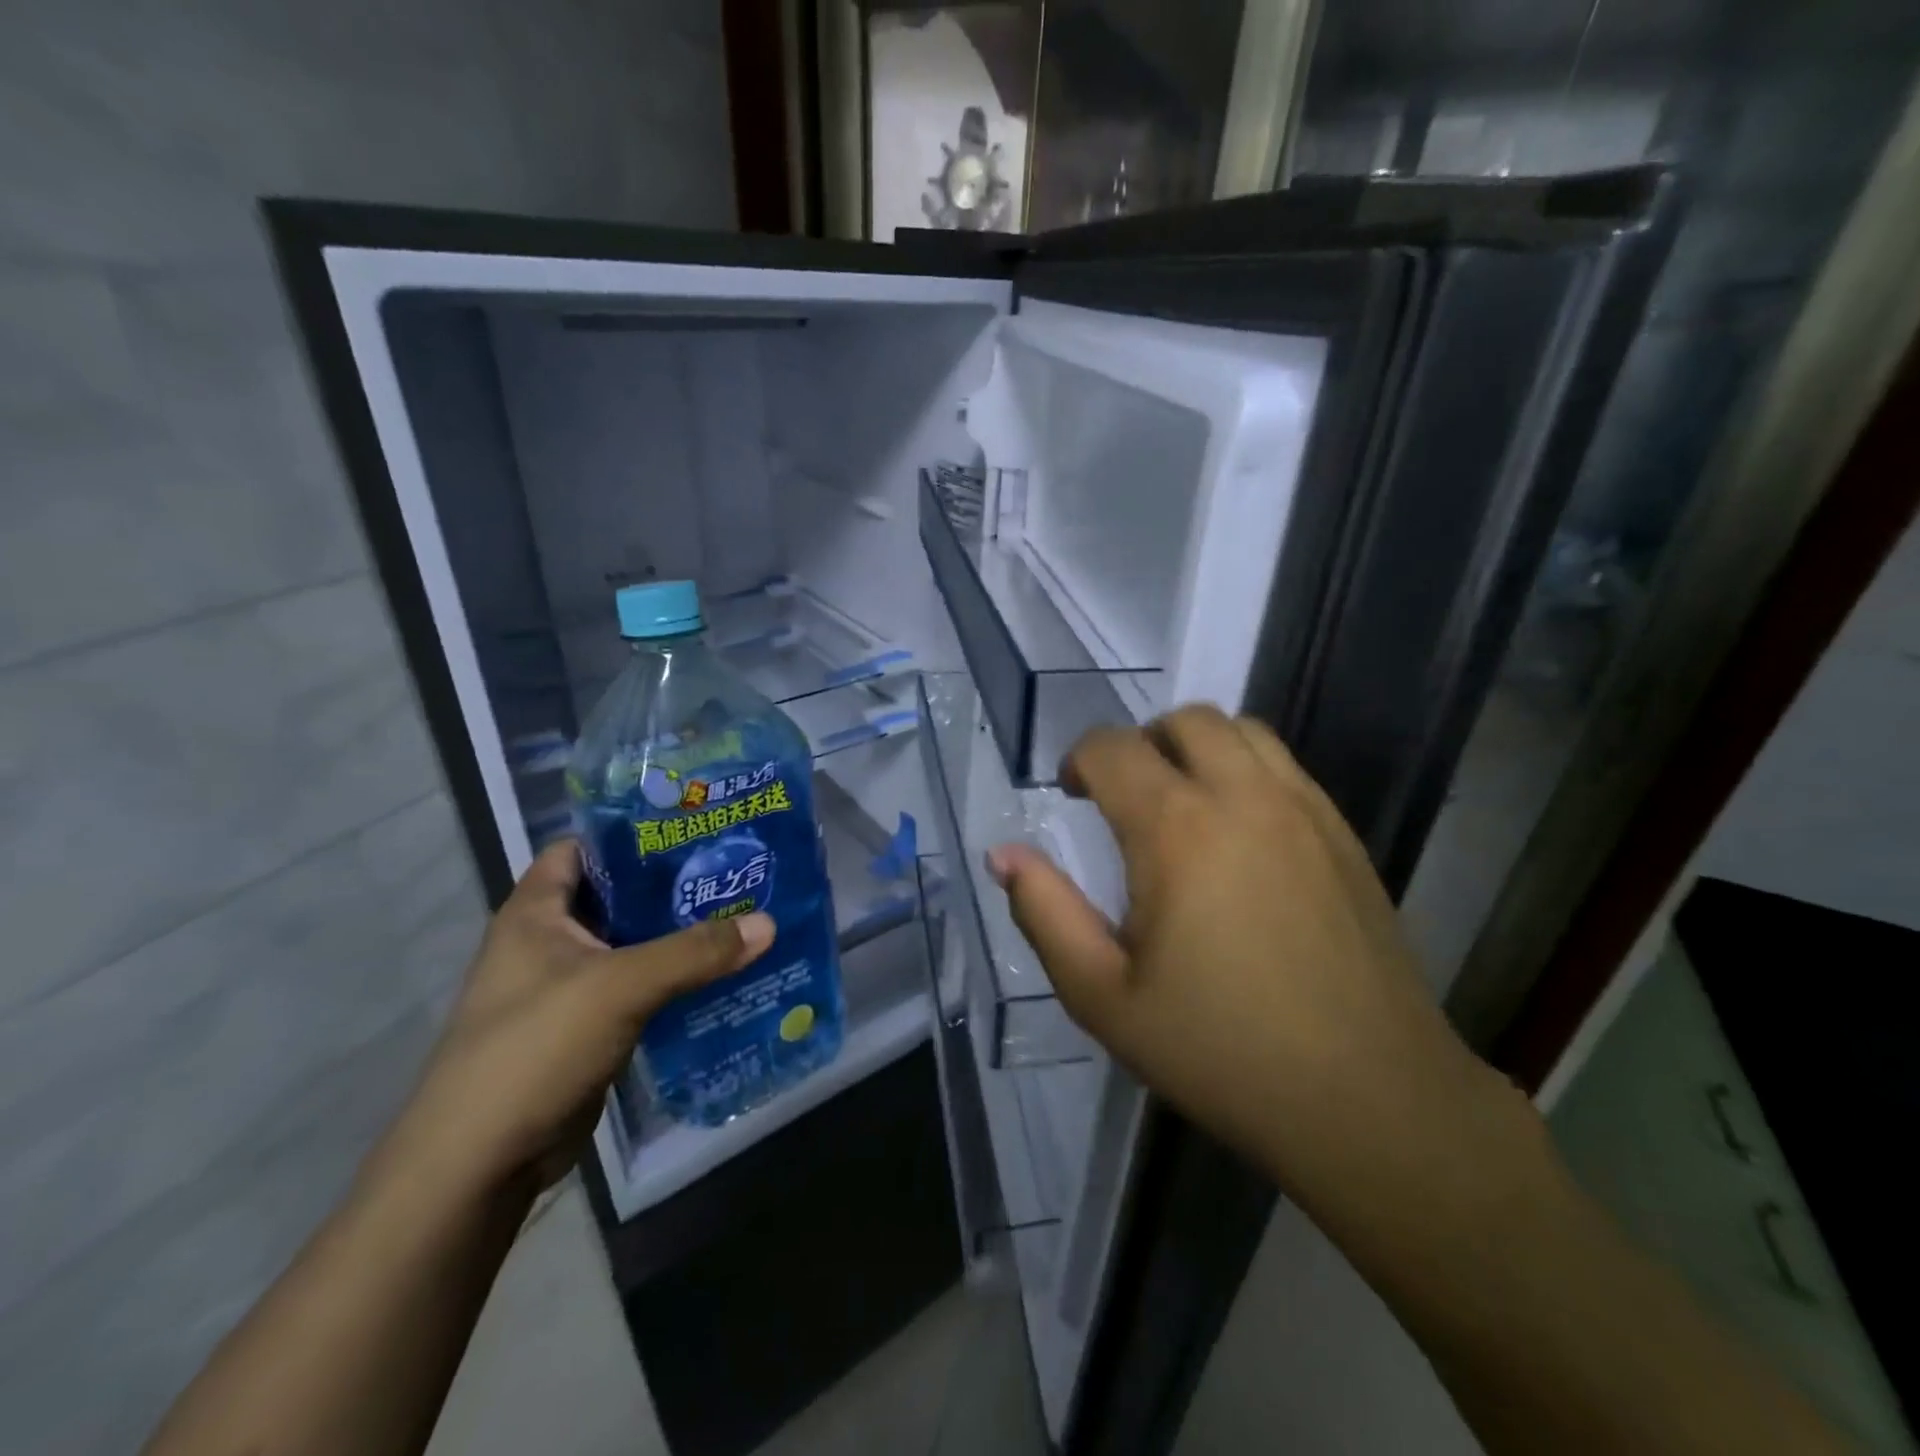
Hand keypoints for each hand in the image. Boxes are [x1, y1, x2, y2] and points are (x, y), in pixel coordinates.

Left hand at [390, 840, 773, 1194]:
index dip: (632, 832)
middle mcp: (550, 941)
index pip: (583, 848)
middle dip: (673, 885)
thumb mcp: (619, 987)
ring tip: (742, 914)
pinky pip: (640, 988)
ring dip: (680, 935)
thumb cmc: (534, 1049)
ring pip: (634, 944)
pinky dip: (676, 979)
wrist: (480, 1164)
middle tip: (735, 870)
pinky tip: (722, 973)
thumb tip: (769, 923)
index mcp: (537, 912)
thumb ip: (695, 952)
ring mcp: (568, 987)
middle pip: (619, 896)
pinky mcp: (588, 1027)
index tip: (693, 827)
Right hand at [988, 705, 1509, 1206]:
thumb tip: (1002, 854)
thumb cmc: (1220, 1051)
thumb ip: (1044, 913)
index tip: (1071, 797)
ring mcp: (1306, 810)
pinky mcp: (1344, 835)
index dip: (1079, 761)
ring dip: (1198, 747)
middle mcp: (1244, 797)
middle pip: (1185, 720)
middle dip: (1141, 743)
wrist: (1370, 1100)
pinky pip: (1286, 767)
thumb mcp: (1103, 996)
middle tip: (1125, 799)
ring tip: (1182, 805)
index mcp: (1176, 830)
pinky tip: (1240, 835)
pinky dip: (1247, 771)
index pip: (1113, 748)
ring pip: (1244, 731)